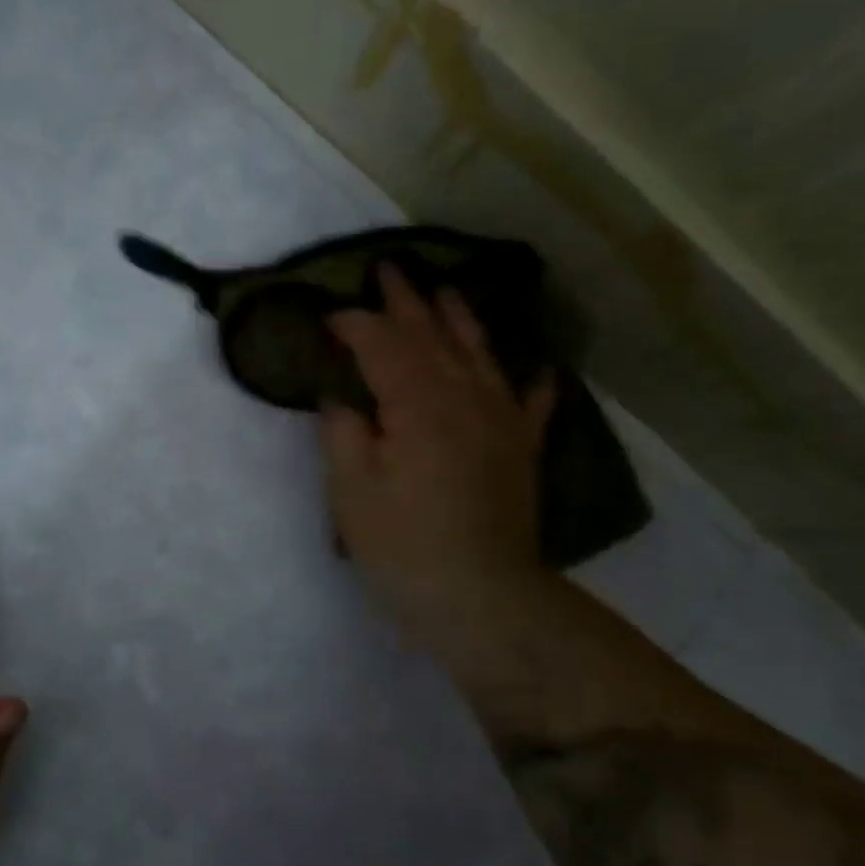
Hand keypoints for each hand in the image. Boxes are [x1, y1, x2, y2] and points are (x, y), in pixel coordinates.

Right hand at [320, 264, 555, 645]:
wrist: (481, 596)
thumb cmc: (403, 546)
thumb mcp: (352, 493)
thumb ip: (343, 436)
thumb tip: (342, 401)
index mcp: (415, 406)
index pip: (381, 348)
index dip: (355, 325)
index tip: (329, 314)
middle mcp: (462, 400)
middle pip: (432, 339)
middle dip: (407, 303)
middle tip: (389, 269)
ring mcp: (498, 424)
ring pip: (480, 357)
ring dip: (460, 321)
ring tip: (447, 293)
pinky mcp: (520, 453)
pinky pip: (530, 406)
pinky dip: (531, 383)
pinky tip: (536, 368)